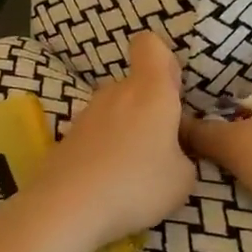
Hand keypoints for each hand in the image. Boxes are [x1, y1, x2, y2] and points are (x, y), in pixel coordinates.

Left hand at [32, 30, 196, 251]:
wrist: (67, 206)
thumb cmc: (136, 185)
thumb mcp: (183, 179)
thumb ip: (184, 155)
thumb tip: (173, 152)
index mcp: (151, 91)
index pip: (150, 45)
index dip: (163, 60)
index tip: (172, 91)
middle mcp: (116, 92)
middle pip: (136, 85)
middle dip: (149, 109)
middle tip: (161, 148)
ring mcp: (87, 113)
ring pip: (116, 110)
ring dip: (127, 130)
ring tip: (134, 172)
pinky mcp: (68, 136)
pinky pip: (96, 133)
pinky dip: (104, 149)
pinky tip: (108, 181)